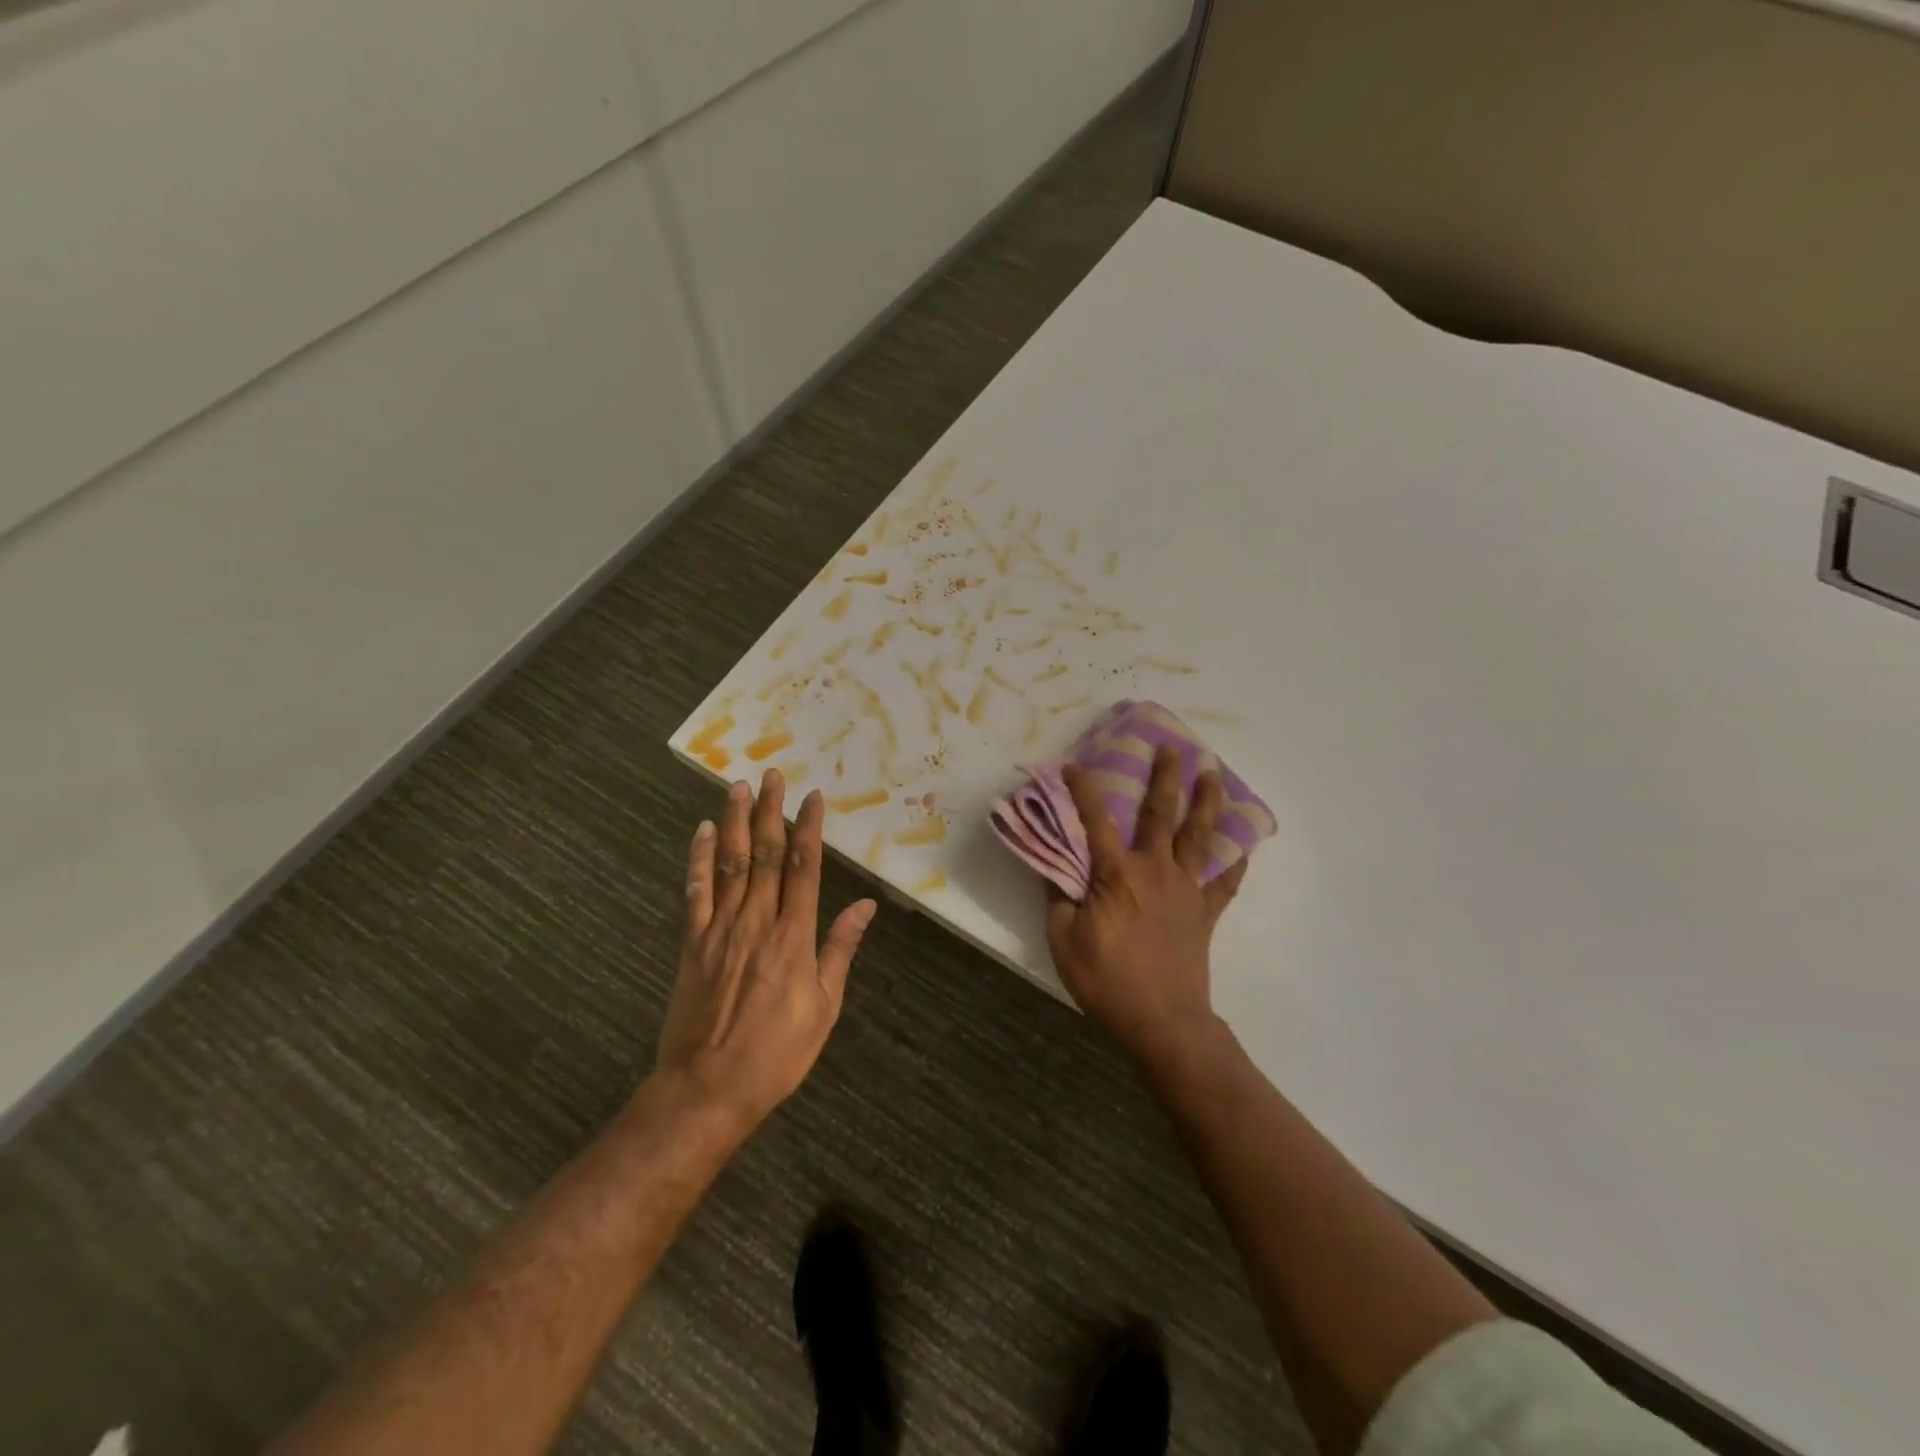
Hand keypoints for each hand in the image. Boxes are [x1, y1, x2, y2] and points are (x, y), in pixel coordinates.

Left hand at [655, 769, 876, 1132]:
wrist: (708, 1089)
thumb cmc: (777, 1053)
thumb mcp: (824, 1007)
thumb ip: (840, 950)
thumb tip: (865, 906)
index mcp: (793, 937)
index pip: (804, 868)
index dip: (808, 829)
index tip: (812, 797)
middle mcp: (757, 922)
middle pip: (765, 855)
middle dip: (771, 812)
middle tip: (773, 775)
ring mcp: (719, 930)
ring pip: (730, 864)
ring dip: (736, 822)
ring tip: (738, 786)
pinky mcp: (692, 944)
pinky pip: (695, 892)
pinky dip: (699, 859)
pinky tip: (703, 832)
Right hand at [1046, 747, 1246, 1068]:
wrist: (1163, 1023)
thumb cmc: (1107, 981)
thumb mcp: (1064, 940)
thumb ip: (1058, 897)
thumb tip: (1051, 865)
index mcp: (1116, 874)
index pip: (1095, 821)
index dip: (1083, 790)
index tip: (1074, 765)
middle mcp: (1154, 870)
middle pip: (1161, 815)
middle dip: (1164, 778)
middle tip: (1171, 748)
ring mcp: (1185, 890)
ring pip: (1199, 837)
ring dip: (1206, 802)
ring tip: (1213, 774)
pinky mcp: (1204, 913)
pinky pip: (1225, 882)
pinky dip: (1234, 861)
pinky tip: (1243, 845)